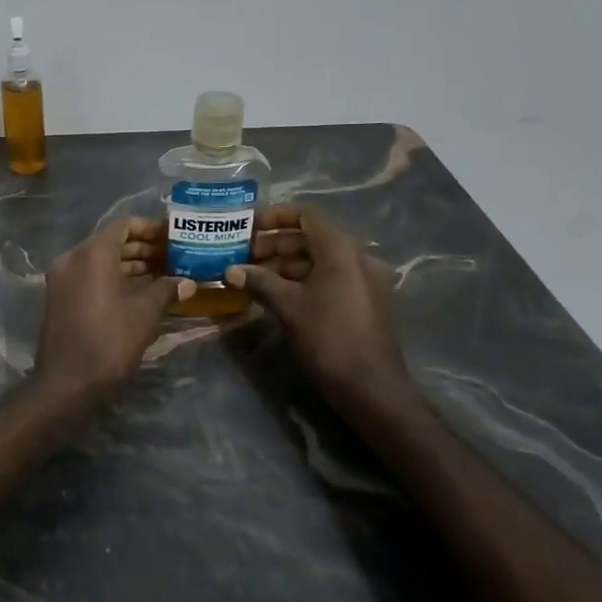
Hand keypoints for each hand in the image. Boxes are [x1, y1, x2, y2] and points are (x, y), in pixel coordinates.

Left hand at [35, 219, 194, 393]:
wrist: (68, 382)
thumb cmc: (110, 340)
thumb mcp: (146, 312)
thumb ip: (167, 289)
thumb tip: (188, 282)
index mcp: (92, 253)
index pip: (125, 225)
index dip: (152, 228)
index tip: (175, 238)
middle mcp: (73, 258)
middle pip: (112, 241)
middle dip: (144, 248)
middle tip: (175, 257)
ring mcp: (62, 278)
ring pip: (101, 260)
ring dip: (131, 264)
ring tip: (164, 274)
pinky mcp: (60, 297)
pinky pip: (90, 276)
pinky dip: (114, 278)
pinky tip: (141, 291)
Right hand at [226, 206, 408, 402]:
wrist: (371, 386)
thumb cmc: (328, 337)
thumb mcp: (288, 306)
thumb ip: (259, 281)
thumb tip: (230, 270)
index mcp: (341, 249)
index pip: (306, 215)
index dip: (274, 216)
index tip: (246, 227)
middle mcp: (357, 257)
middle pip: (311, 238)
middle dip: (274, 244)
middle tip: (243, 257)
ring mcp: (364, 280)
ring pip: (319, 260)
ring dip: (285, 264)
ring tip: (253, 277)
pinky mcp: (364, 301)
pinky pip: (329, 278)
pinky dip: (303, 280)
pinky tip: (277, 294)